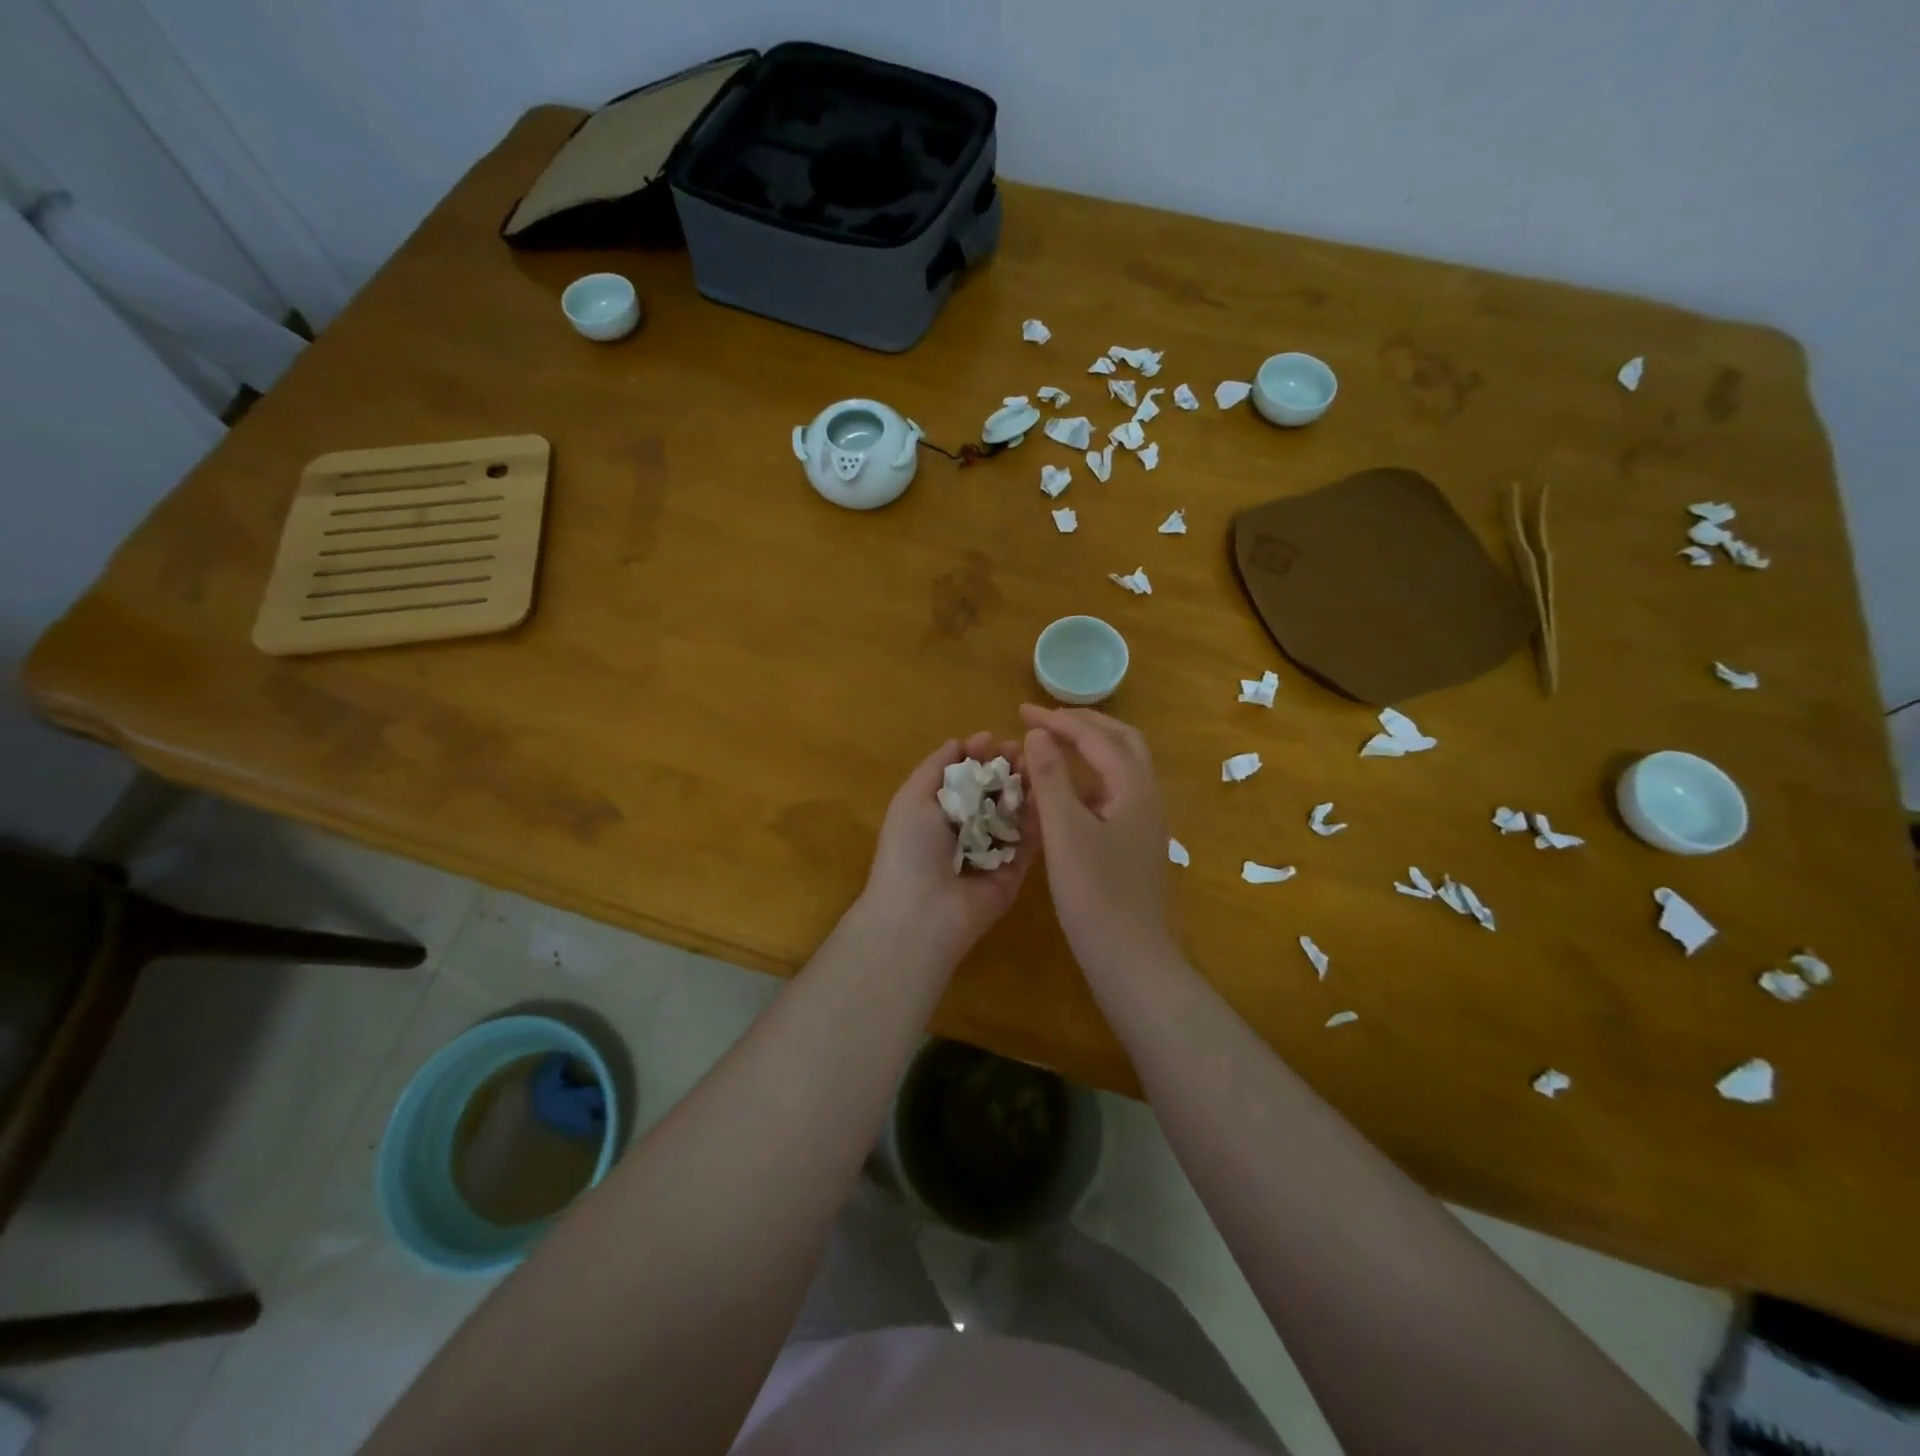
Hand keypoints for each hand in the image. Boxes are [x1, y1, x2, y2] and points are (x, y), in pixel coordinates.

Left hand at [860, 731, 1035, 964]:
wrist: (921, 913)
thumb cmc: (909, 848)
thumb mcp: (912, 798)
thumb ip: (935, 767)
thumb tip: (958, 742)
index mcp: (937, 812)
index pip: (964, 777)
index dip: (978, 756)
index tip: (994, 738)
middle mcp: (965, 830)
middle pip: (992, 791)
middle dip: (1005, 767)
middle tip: (1022, 749)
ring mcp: (992, 851)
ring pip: (1014, 812)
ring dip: (1025, 786)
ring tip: (1037, 764)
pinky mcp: (1015, 871)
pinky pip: (1030, 840)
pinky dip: (1039, 816)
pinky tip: (1047, 790)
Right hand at [1019, 705, 1174, 977]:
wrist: (1130, 959)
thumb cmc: (1095, 894)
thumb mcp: (1065, 833)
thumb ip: (1051, 779)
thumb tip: (1038, 733)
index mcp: (1135, 787)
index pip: (1096, 737)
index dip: (1058, 721)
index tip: (1021, 712)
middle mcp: (1147, 796)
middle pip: (1121, 741)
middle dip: (1083, 725)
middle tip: (1044, 720)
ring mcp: (1144, 821)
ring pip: (1120, 767)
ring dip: (1088, 749)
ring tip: (1050, 746)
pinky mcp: (1134, 842)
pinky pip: (1112, 793)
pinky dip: (1087, 779)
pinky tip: (1061, 794)